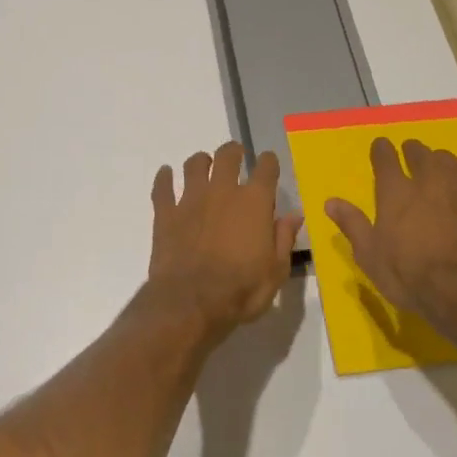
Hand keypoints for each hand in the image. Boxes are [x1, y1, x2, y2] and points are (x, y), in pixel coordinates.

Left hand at [149, 141, 301, 332]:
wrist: (190, 303)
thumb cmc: (241, 290)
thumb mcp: (275, 271)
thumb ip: (284, 238)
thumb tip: (294, 214)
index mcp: (254, 202)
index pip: (266, 168)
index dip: (269, 162)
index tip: (269, 163)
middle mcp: (222, 191)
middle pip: (227, 156)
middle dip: (233, 152)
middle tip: (235, 157)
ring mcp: (191, 200)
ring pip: (194, 165)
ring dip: (200, 161)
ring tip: (203, 165)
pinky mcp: (166, 213)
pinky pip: (162, 187)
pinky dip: (163, 178)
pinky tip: (165, 174)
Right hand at [324, 137, 456, 325]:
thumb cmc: (408, 274)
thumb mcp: (370, 255)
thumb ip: (352, 224)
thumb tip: (331, 202)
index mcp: (395, 191)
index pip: (385, 157)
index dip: (381, 149)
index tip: (381, 147)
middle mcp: (428, 181)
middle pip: (420, 152)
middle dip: (413, 150)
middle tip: (411, 155)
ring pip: (450, 161)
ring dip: (442, 162)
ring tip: (440, 170)